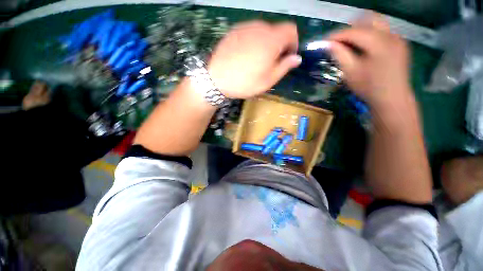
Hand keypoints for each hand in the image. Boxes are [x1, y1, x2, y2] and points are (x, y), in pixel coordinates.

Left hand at [208, 21, 301, 98]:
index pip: (291, 30)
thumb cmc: (245, 82)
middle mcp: (260, 28)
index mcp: (271, 40)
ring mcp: (245, 27)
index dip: (293, 42)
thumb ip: (284, 67)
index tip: (288, 56)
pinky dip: (254, 41)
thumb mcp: (268, 80)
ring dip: (266, 43)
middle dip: (279, 44)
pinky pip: (250, 32)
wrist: (216, 78)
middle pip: (277, 30)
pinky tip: (246, 55)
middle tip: (271, 62)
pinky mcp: (234, 30)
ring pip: (263, 31)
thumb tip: (296, 58)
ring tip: (257, 60)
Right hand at [328, 14, 412, 109]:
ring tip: (349, 44)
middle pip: (369, 19)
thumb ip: (340, 55)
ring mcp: (398, 39)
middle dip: (350, 28)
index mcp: (379, 43)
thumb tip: (328, 44)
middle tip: (339, 41)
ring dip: (361, 31)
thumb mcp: (350, 72)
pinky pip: (382, 32)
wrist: (392, 99)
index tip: (325, 41)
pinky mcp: (400, 44)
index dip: (337, 35)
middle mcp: (391, 35)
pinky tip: (363, 48)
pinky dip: (370, 36)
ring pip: (376, 24)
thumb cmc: (369, 88)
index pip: (354, 31)